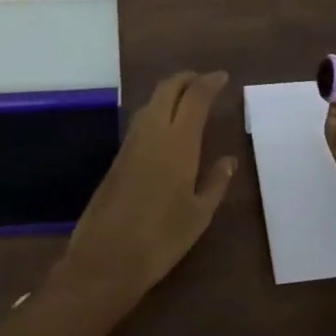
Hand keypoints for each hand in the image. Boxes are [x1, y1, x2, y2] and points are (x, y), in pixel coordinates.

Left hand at [49, 71, 237, 312]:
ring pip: (151, 101)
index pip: (195, 97)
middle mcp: (153, 132)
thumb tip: (229, 160)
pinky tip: (166, 125)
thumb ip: (216, 182)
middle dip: (187, 78)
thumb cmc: (161, 238)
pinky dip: (157, 109)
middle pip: (168, 88)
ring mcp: (131, 142)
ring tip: (188, 99)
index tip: (222, 77)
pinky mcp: (118, 156)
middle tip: (204, 81)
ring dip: (170, 91)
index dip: (209, 82)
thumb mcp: (199, 214)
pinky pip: (142, 118)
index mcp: (178, 141)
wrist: (106, 257)